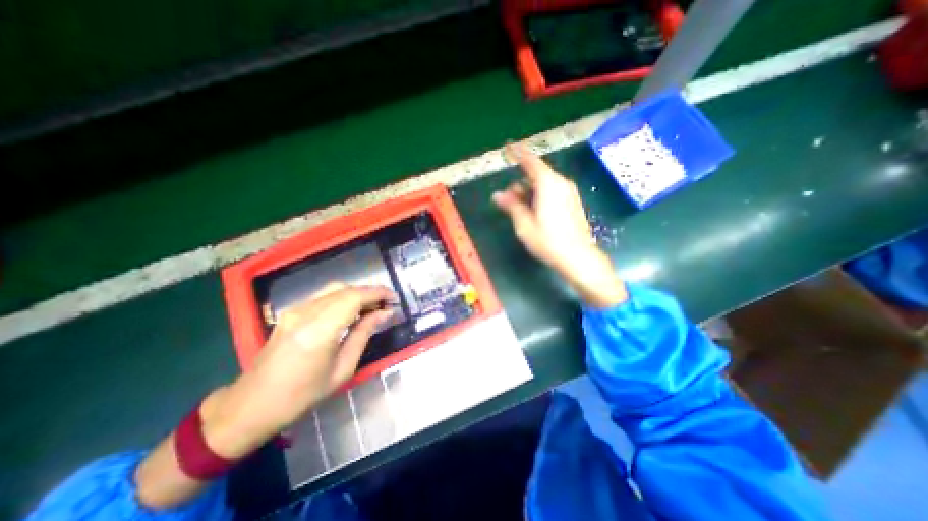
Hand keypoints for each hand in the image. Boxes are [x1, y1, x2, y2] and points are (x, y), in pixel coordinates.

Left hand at [200, 283, 391, 457]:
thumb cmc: (301, 395)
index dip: (377, 293)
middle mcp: (305, 313)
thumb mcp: (342, 369)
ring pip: (334, 289)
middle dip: (370, 292)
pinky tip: (351, 311)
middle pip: (346, 289)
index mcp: (318, 331)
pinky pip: (323, 296)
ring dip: (357, 293)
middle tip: (386, 305)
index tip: (394, 298)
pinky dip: (343, 298)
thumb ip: (364, 335)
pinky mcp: (290, 312)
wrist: (250, 406)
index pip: (354, 297)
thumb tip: (384, 314)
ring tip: (372, 307)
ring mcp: (295, 310)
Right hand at [493, 144, 622, 307]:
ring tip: (520, 210)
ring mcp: (569, 192)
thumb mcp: (524, 224)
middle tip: (508, 201)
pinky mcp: (573, 202)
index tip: (508, 146)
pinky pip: (553, 192)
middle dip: (520, 184)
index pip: (530, 161)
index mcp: (548, 184)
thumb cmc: (548, 240)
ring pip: (544, 184)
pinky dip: (540, 196)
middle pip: (536, 175)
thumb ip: (511, 206)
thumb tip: (497, 195)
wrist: (578, 257)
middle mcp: (561, 183)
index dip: (518, 153)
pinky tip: (535, 213)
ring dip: (529, 192)